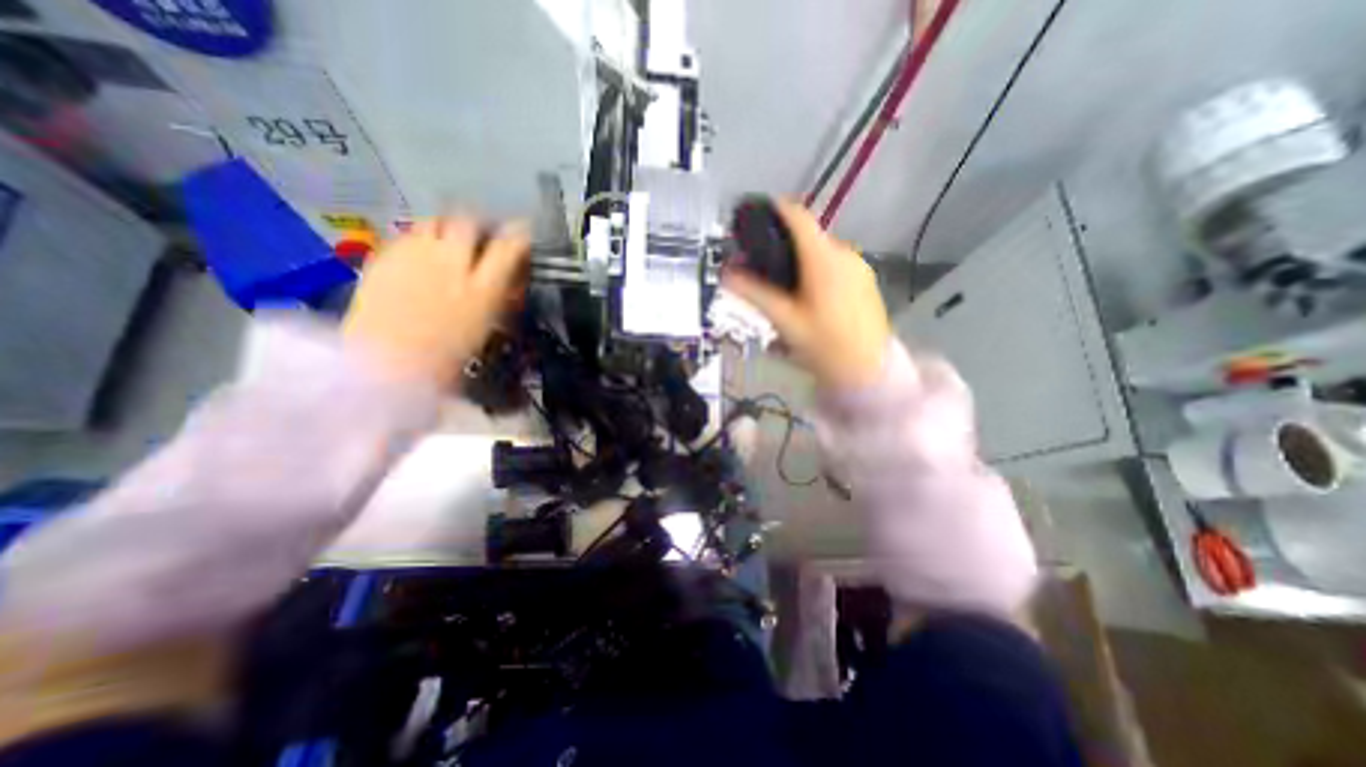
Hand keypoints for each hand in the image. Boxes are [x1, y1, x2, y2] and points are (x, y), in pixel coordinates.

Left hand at [343, 217, 526, 384]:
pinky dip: (421, 239)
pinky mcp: (384, 257)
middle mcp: (450, 263)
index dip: (519, 237)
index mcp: (482, 288)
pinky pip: (408, 234)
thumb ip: (498, 294)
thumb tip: (507, 277)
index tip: (522, 233)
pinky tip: (421, 256)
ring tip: (449, 240)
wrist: (389, 365)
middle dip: (479, 224)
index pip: (509, 248)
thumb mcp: (486, 325)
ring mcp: (414, 256)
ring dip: (448, 227)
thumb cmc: (448, 356)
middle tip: (482, 234)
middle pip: (468, 223)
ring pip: (434, 221)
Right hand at [719, 200, 893, 388]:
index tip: (751, 217)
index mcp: (823, 257)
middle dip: (782, 245)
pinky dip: (816, 271)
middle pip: (807, 236)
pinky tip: (808, 297)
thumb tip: (727, 274)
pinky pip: (834, 265)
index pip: (796, 216)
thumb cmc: (823, 345)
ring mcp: (859, 266)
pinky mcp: (866, 280)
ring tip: (782, 287)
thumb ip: (754, 293)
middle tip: (760, 266)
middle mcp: (844, 253)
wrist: (868, 371)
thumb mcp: (784, 320)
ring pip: (821, 252)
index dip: (773, 209)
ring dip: (800, 260)